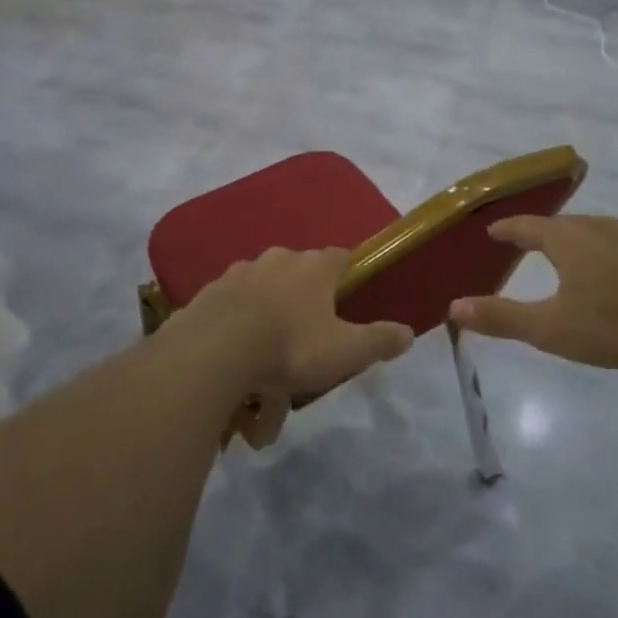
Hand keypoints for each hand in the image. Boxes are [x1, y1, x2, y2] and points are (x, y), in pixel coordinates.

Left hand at [172, 247, 412, 447]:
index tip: (347, 297)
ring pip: (260, 288)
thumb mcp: (346, 351)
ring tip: (265, 357)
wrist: (215, 350)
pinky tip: (234, 359)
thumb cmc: (290, 346)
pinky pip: (230, 307)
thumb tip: (409, 332)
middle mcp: (277, 260)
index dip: (345, 275)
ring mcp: (238, 273)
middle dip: (302, 298)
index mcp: (313, 267)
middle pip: (297, 271)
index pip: (339, 257)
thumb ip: (379, 340)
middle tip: (305, 336)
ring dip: (266, 313)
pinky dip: (235, 326)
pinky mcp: (208, 294)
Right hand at [449, 214, 617, 370]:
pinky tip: (606, 271)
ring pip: (588, 231)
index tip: (490, 231)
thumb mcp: (551, 328)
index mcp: (565, 239)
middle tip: (520, 244)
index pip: (525, 226)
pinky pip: (612, 243)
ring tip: (559, 254)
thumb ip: (502, 318)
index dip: (505, 229)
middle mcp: (594, 228)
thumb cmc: (616, 322)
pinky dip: (596, 250)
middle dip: (536, 232)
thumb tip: (454, 306)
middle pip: (557, 224)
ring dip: (568, 239)